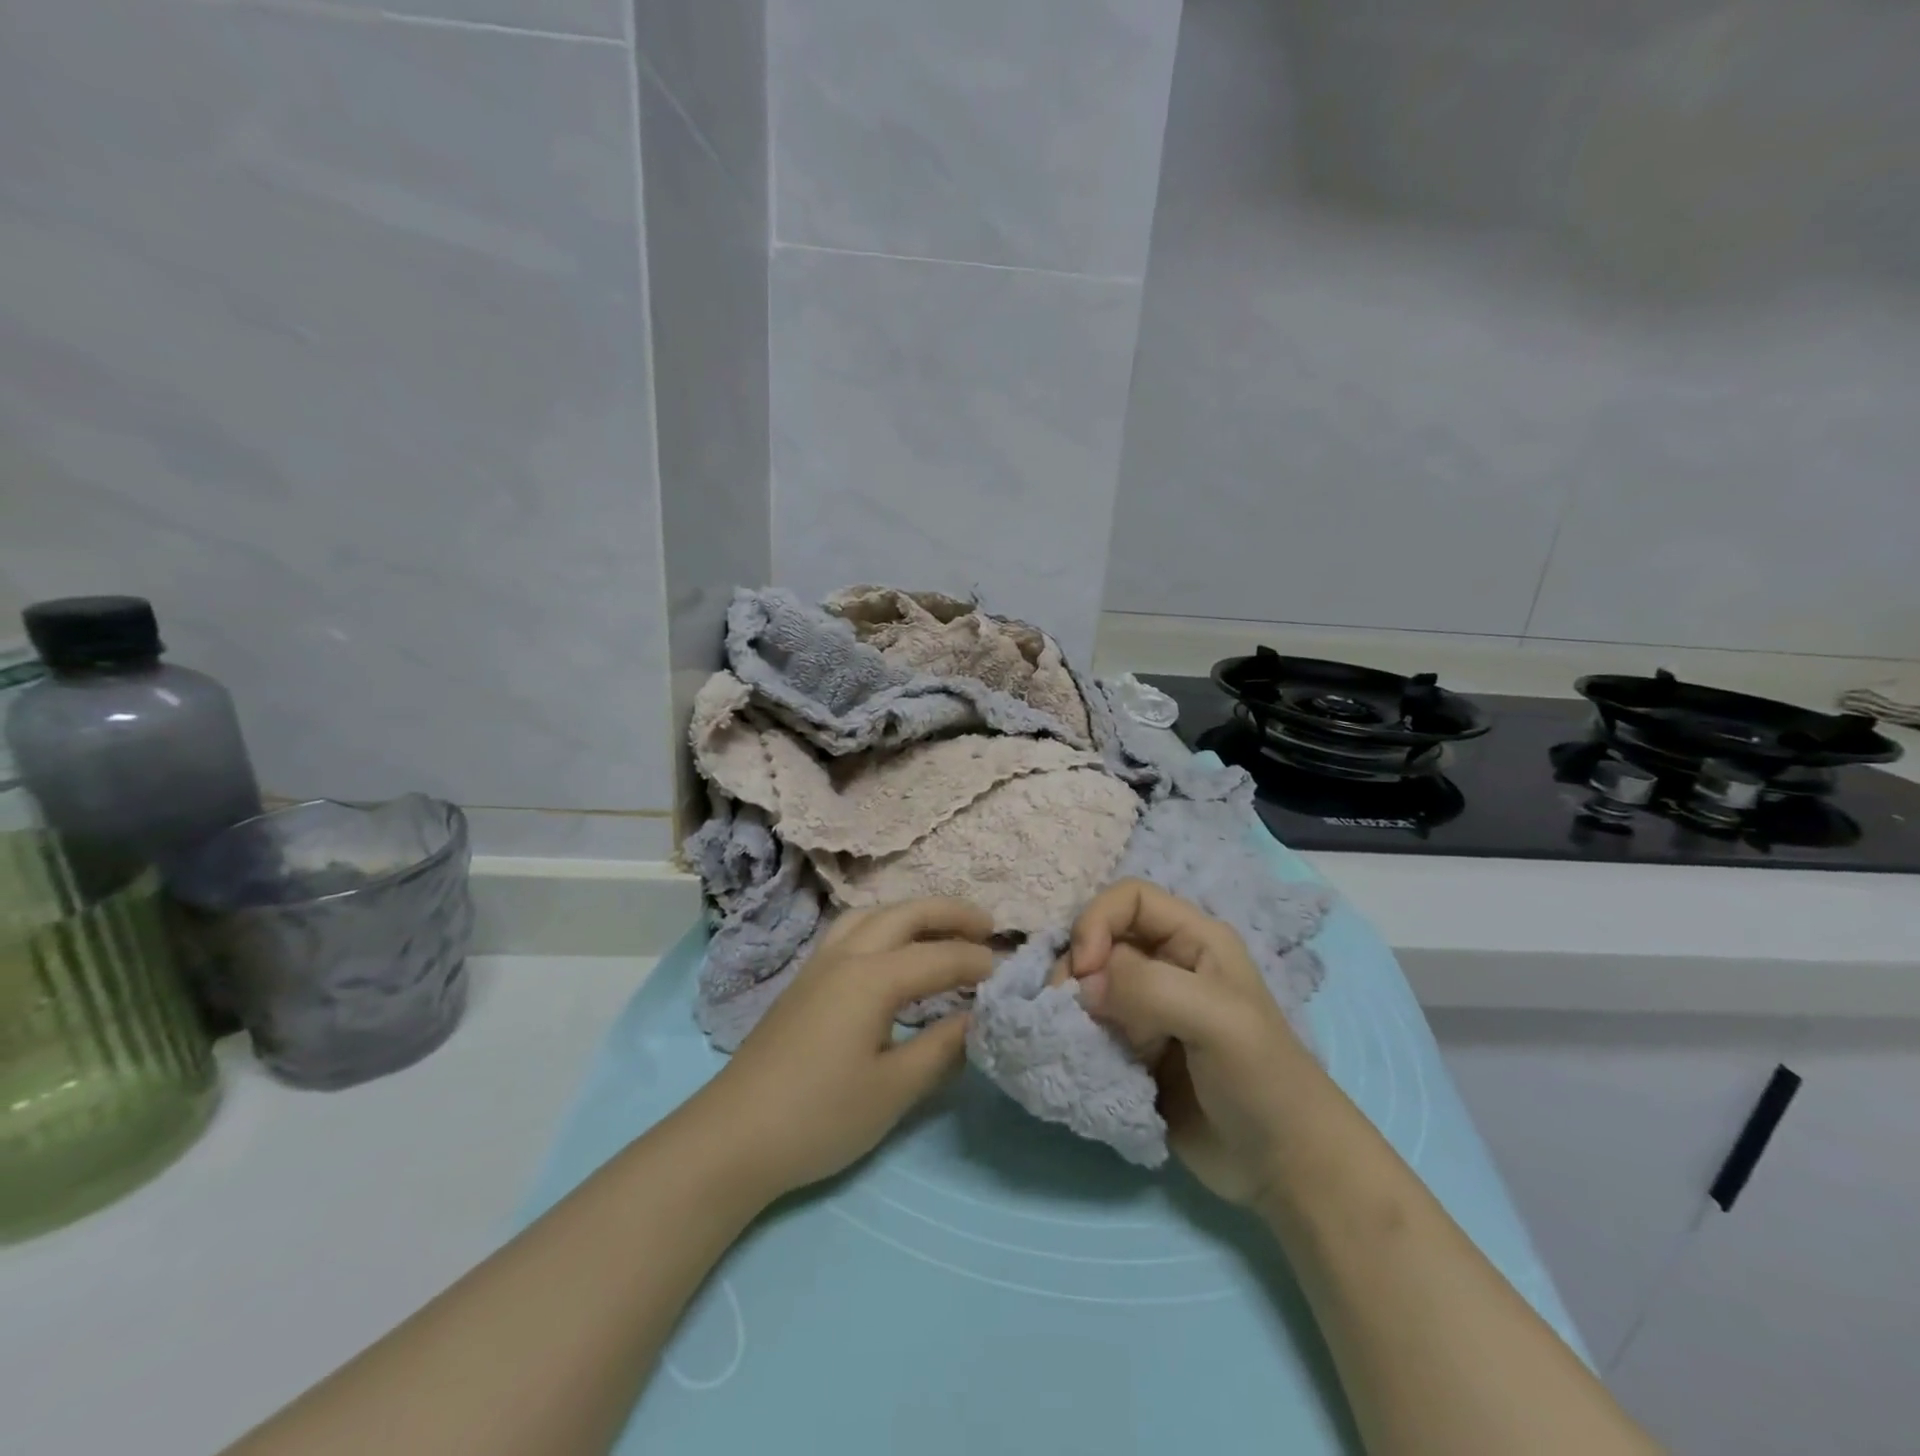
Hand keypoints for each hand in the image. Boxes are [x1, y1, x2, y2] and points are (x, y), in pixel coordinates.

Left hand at [686, 898, 994, 1205]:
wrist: (733, 1137)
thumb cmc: (819, 1116)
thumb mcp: (892, 1089)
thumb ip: (942, 1048)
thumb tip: (979, 1018)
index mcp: (871, 977)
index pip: (939, 958)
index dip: (978, 964)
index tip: (1010, 974)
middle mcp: (846, 955)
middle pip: (905, 913)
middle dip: (950, 914)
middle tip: (988, 926)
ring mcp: (819, 963)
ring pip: (873, 914)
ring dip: (913, 913)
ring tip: (942, 930)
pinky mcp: (804, 980)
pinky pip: (852, 930)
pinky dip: (885, 926)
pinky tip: (892, 952)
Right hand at [1070, 880, 1318, 1208]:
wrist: (1282, 1167)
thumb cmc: (1262, 1079)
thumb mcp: (1217, 1019)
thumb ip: (1150, 988)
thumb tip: (1083, 985)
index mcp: (1193, 939)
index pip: (1129, 899)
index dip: (1097, 921)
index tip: (1085, 970)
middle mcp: (1166, 964)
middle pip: (1100, 939)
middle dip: (1077, 967)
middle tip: (1065, 1008)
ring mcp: (1147, 1008)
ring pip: (1089, 984)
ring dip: (1072, 1006)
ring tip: (1071, 1037)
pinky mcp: (1133, 1048)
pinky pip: (1090, 1026)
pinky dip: (1076, 1036)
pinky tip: (1076, 1054)